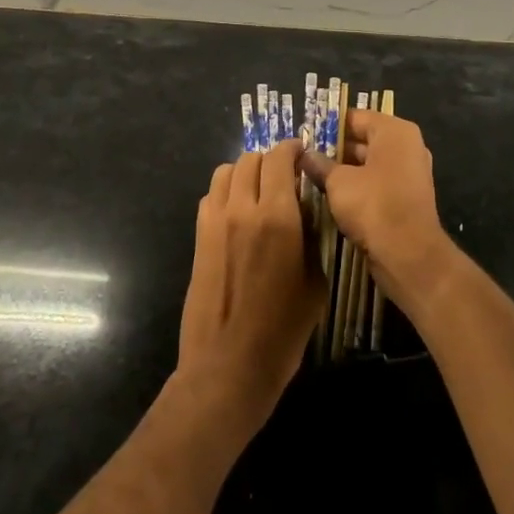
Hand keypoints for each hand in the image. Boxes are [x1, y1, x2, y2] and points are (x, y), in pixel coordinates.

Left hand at [177, 141, 325, 436]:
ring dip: (245, 172)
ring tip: (259, 189)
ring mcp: (215, 222)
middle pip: (250, 159)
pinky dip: (226, 192)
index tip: (302, 152)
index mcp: (277, 217)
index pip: (280, 159)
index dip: (292, 148)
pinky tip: (239, 213)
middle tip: (285, 174)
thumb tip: (306, 215)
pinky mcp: (199, 237)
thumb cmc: (283, 330)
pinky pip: (211, 196)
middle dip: (270, 160)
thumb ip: (312, 239)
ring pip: (225, 172)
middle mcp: (243, 209)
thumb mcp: (315, 282)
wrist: (229, 364)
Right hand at [302, 110, 454, 313]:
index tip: (304, 135)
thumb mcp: (338, 182)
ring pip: (369, 164)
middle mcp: (407, 147)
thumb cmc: (373, 205)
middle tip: (304, 158)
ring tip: (312, 177)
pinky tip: (332, 196)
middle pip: (364, 140)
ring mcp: (410, 174)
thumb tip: (305, 155)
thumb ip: (320, 165)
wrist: (409, 254)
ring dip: (344, 171)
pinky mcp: (407, 199)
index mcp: (394, 132)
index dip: (328, 126)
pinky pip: (377, 184)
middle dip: (335, 149)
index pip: (355, 117)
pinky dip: (358, 188)